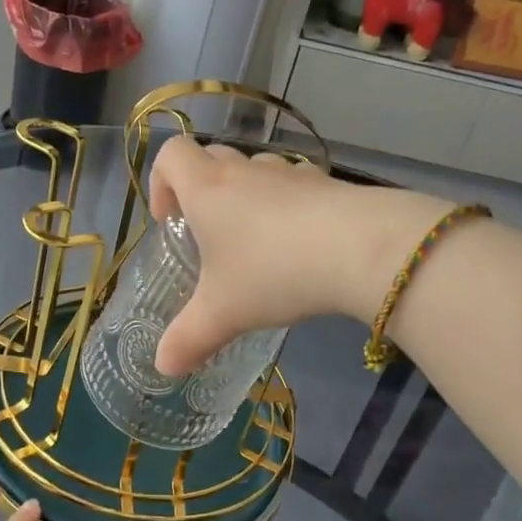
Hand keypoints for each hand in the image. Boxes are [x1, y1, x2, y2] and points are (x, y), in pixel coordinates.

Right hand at [148, 136, 446, 375]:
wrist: (361, 248)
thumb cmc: (274, 272)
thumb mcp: (223, 313)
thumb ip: (189, 338)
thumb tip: (164, 366)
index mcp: (208, 188)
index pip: (171, 154)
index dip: (160, 180)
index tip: (169, 220)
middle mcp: (245, 171)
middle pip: (210, 156)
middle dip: (200, 188)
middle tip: (206, 234)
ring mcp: (290, 173)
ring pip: (255, 170)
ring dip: (245, 195)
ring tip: (255, 242)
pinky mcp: (327, 184)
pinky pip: (294, 185)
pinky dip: (286, 206)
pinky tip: (299, 244)